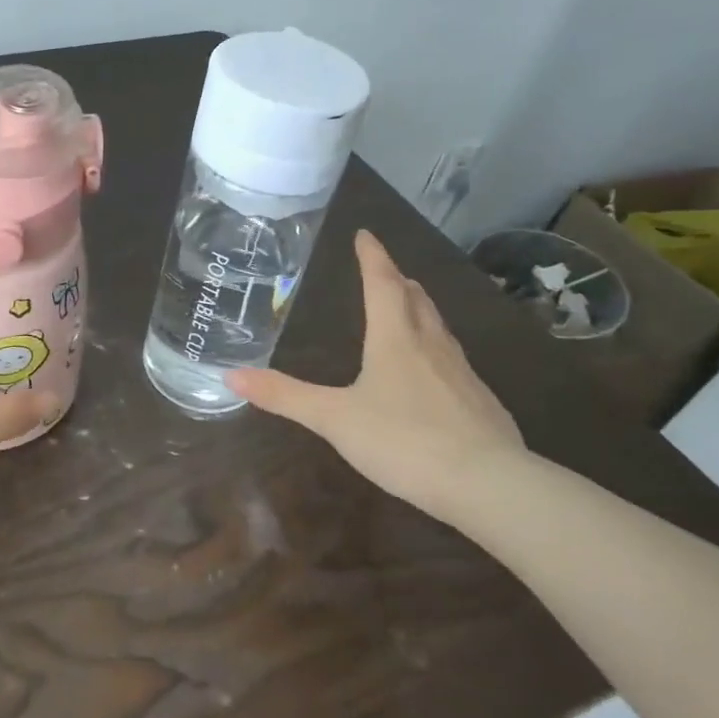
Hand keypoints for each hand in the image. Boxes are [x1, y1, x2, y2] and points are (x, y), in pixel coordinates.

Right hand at [225, 229, 527, 521]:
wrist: (488, 484)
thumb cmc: (403, 440)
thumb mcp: (334, 418)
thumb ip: (285, 396)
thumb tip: (230, 375)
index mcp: (394, 339)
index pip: (381, 283)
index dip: (372, 256)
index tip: (365, 233)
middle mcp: (430, 345)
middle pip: (415, 299)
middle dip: (398, 280)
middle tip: (385, 270)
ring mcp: (461, 373)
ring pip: (438, 327)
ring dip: (420, 310)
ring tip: (408, 308)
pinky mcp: (480, 402)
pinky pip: (453, 361)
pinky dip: (436, 349)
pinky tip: (432, 373)